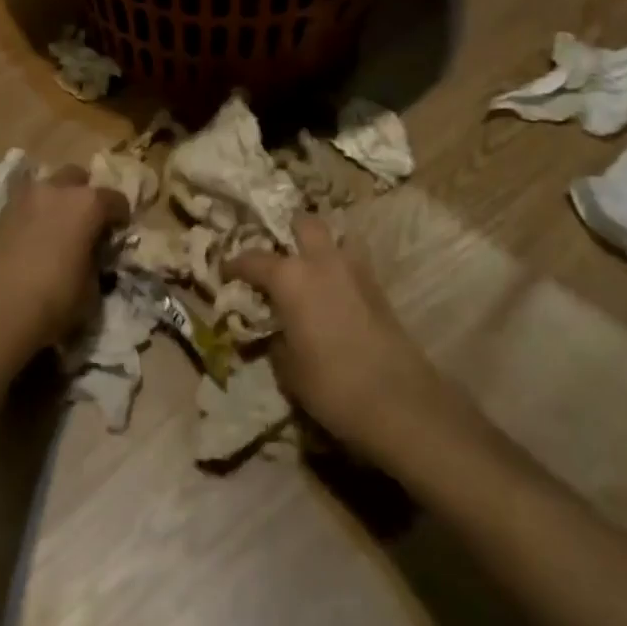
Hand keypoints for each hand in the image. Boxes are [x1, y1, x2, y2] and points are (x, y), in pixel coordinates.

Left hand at [0, 165, 128, 365]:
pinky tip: (31, 240)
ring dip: (55, 202)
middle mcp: (56, 190)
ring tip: (55, 230)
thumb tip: (90, 256)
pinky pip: (24, 206)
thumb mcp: (91, 288)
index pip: (115, 199)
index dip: (120, 217)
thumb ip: (95, 262)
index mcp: (87, 203)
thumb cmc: (54, 300)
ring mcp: (24, 198)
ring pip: (46, 187)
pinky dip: (32, 216)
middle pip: (77, 178)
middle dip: (83, 195)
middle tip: (84, 224)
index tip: (118, 234)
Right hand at [227, 216, 450, 457]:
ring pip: (337, 236)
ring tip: (311, 267)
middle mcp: (321, 261)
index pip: (253, 259)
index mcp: (290, 277)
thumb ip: (276, 338)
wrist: (400, 402)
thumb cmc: (331, 385)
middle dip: (288, 232)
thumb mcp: (288, 369)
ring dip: (322, 245)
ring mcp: (355, 270)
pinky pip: (354, 261)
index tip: (226, 273)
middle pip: (303, 223)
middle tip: (277, 255)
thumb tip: (275, 330)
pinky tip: (335, 291)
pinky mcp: (379, 287)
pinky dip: (341, 267)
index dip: (235, 265)